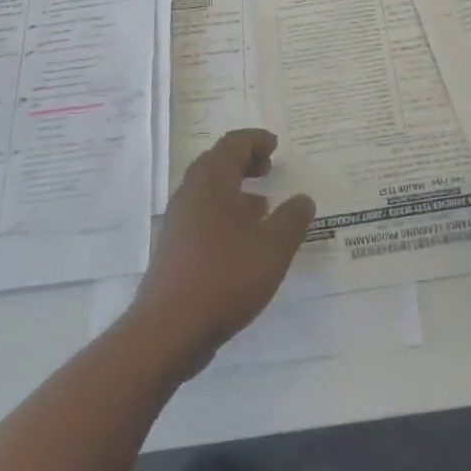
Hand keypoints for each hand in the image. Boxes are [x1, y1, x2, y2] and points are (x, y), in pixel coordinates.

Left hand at [128, 129, 315, 376]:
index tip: (275, 146)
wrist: (168, 330)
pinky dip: (224, 213)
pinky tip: (242, 240)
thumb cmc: (224, 277)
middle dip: (244, 161)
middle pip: (217, 163)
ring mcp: (178, 221)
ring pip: (209, 191)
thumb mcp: (272, 248)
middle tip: (268, 168)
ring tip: (262, 206)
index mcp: (211, 180)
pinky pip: (202, 215)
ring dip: (235, 190)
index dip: (256, 140)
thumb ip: (292, 220)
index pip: (233, 144)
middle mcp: (190, 192)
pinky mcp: (174, 248)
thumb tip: (303, 200)